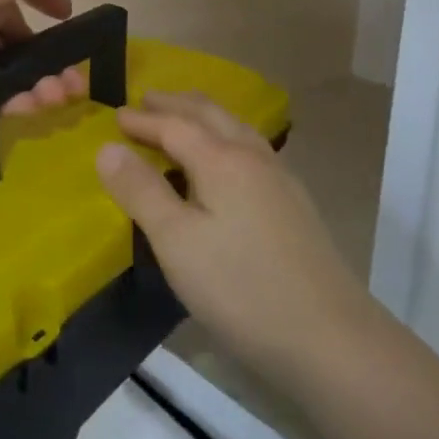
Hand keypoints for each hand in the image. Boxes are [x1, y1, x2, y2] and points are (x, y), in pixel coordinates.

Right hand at [97, 92, 373, 380]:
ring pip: (237, 128)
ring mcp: (281, 180)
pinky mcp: (295, 205)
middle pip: (210, 115)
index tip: (116, 115)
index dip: (142, 120)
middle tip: (147, 100)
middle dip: (176, 104)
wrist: (332, 339)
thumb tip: (107, 147)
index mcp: (222, 160)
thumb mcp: (176, 242)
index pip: (174, 126)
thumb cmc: (241, 289)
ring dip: (204, 116)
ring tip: (184, 118)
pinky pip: (251, 149)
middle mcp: (254, 157)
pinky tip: (228, 162)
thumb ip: (141, 191)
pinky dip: (226, 137)